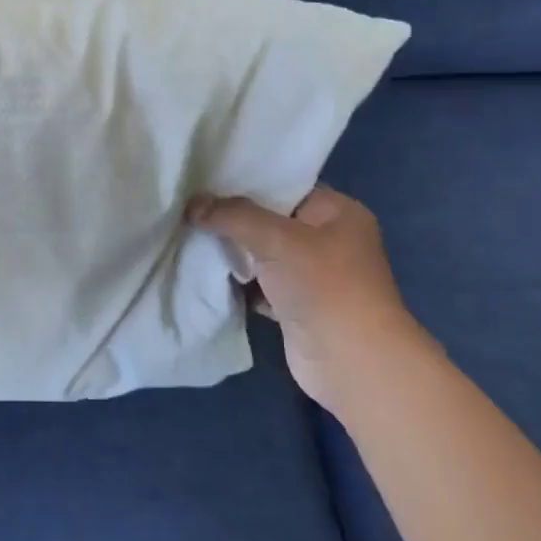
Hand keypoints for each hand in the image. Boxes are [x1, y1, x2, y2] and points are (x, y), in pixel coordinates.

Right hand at [188, 186, 425, 408]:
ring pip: (262, 254)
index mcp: (338, 212)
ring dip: (233, 253)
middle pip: (271, 220)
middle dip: (233, 219)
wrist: (350, 361)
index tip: (206, 180)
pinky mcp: (296, 306)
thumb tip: (192, 205)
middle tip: (191, 209)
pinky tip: (206, 274)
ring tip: (190, 237)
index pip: (287, 186)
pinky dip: (238, 283)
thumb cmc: (323, 287)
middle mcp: (329, 240)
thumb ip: (232, 216)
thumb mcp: (276, 238)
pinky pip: (259, 285)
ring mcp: (313, 276)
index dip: (248, 182)